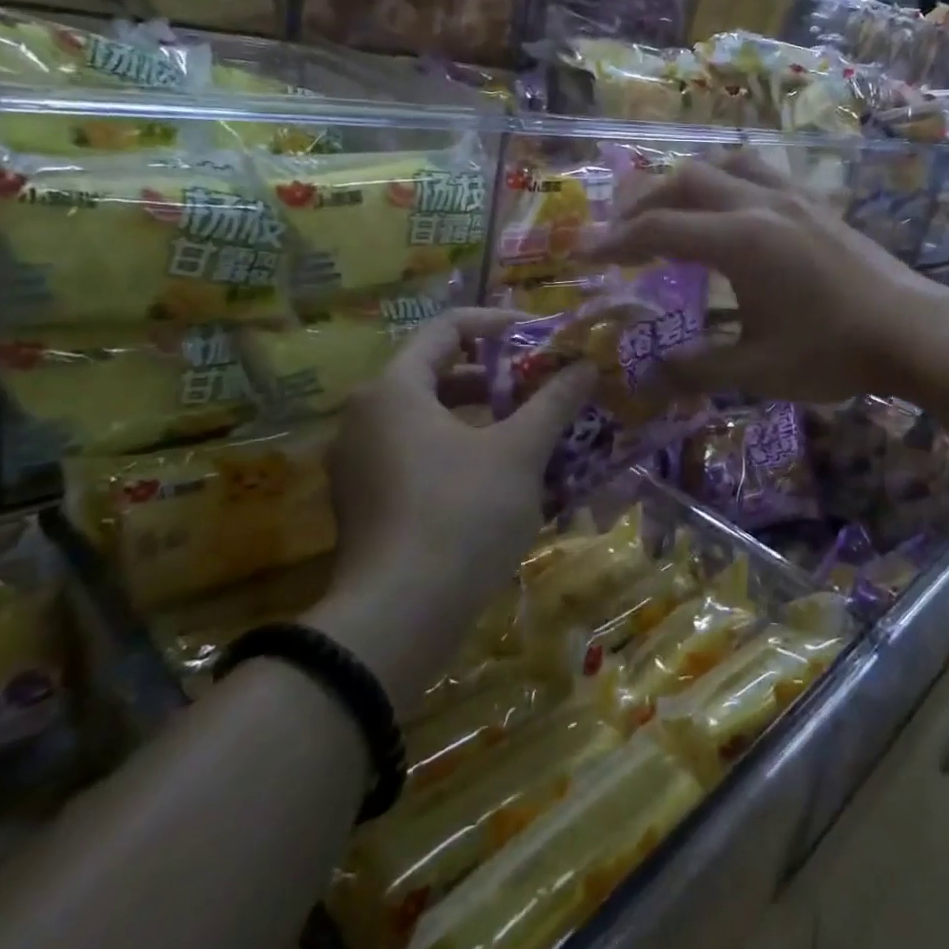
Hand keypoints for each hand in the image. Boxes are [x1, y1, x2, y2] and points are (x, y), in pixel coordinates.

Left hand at [308, 309, 594, 691]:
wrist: (397, 622)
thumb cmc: (461, 515)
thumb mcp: (519, 453)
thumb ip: (553, 402)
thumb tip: (586, 366)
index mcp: (394, 390)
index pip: (448, 329)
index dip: (500, 326)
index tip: (542, 338)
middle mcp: (367, 418)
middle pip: (440, 374)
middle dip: (498, 377)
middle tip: (545, 385)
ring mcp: (361, 465)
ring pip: (433, 420)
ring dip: (485, 418)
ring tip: (535, 430)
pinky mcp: (368, 505)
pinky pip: (421, 457)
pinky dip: (463, 453)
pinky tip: (508, 478)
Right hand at [592, 154, 948, 402]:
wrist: (913, 331)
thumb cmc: (832, 352)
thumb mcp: (757, 369)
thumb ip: (696, 368)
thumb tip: (649, 376)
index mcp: (739, 240)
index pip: (659, 229)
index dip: (616, 241)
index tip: (585, 254)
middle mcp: (760, 204)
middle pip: (686, 181)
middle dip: (643, 202)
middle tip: (621, 232)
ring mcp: (792, 198)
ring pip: (725, 165)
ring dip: (687, 182)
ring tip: (669, 209)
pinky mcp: (815, 204)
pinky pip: (758, 172)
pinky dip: (726, 181)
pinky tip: (729, 210)